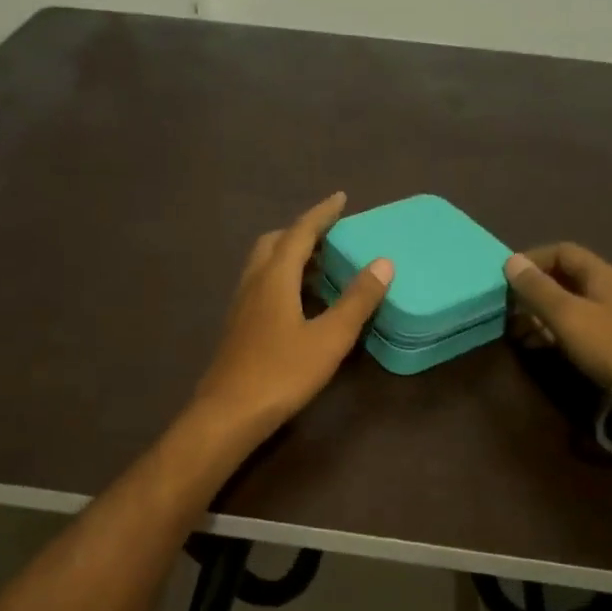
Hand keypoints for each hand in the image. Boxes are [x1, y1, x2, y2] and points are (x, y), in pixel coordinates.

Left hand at [190, 193, 393, 437]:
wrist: (228, 413)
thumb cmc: (281, 373)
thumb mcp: (329, 338)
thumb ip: (356, 301)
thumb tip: (383, 263)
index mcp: (275, 278)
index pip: (300, 232)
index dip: (321, 213)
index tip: (340, 197)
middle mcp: (254, 282)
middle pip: (275, 242)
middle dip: (301, 231)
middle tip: (329, 234)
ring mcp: (241, 304)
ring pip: (264, 264)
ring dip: (290, 254)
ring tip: (320, 263)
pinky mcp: (238, 325)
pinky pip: (261, 284)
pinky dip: (282, 277)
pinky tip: (298, 301)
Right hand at [504, 243, 611, 391]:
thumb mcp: (568, 315)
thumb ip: (538, 289)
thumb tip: (511, 260)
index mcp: (600, 275)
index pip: (562, 252)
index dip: (533, 259)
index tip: (508, 278)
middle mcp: (608, 291)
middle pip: (565, 279)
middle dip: (534, 291)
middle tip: (508, 309)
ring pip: (570, 307)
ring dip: (541, 315)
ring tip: (518, 332)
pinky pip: (578, 330)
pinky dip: (555, 334)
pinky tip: (540, 348)